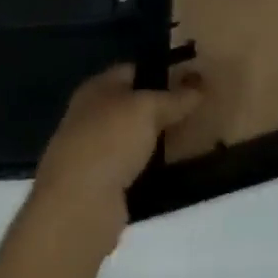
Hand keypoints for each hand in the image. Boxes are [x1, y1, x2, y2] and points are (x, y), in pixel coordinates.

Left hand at [28, 64, 202, 250]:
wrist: (78, 207)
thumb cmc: (110, 141)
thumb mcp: (149, 109)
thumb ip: (174, 98)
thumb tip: (200, 86)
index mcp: (96, 88)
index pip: (132, 70)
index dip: (159, 72)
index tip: (188, 80)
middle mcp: (89, 115)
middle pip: (130, 105)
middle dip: (158, 108)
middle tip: (193, 111)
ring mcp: (91, 153)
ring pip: (130, 138)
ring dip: (152, 141)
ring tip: (187, 140)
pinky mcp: (97, 187)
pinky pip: (128, 169)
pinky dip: (145, 170)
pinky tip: (167, 172)